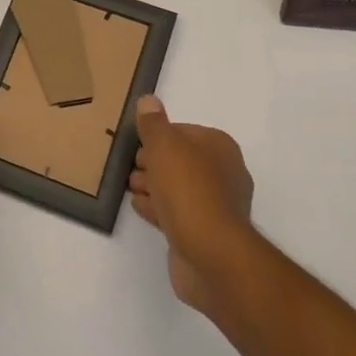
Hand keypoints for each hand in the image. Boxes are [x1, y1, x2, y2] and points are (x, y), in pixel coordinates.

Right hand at [129, 96, 254, 312]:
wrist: (211, 255)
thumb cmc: (188, 190)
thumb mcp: (164, 146)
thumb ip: (153, 123)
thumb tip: (149, 100)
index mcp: (220, 147)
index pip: (184, 131)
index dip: (158, 136)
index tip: (137, 143)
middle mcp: (224, 174)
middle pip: (181, 160)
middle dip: (154, 161)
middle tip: (131, 165)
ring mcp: (216, 207)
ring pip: (178, 188)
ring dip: (154, 185)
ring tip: (130, 186)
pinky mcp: (205, 234)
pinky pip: (177, 213)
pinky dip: (158, 208)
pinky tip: (140, 206)